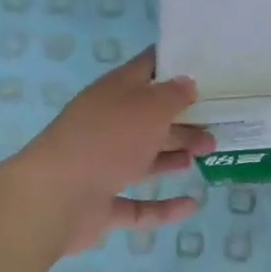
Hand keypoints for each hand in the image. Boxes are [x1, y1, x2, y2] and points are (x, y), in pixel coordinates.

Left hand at [11, 48, 213, 254]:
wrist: (54, 198)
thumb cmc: (106, 140)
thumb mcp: (148, 107)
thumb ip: (173, 95)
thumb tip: (186, 83)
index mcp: (114, 93)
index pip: (146, 68)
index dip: (173, 64)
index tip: (207, 66)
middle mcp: (106, 125)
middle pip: (149, 117)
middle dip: (183, 119)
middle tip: (216, 123)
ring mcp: (101, 166)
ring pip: (144, 158)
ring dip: (174, 155)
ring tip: (207, 152)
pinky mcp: (101, 205)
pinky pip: (138, 205)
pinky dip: (164, 207)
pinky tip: (191, 205)